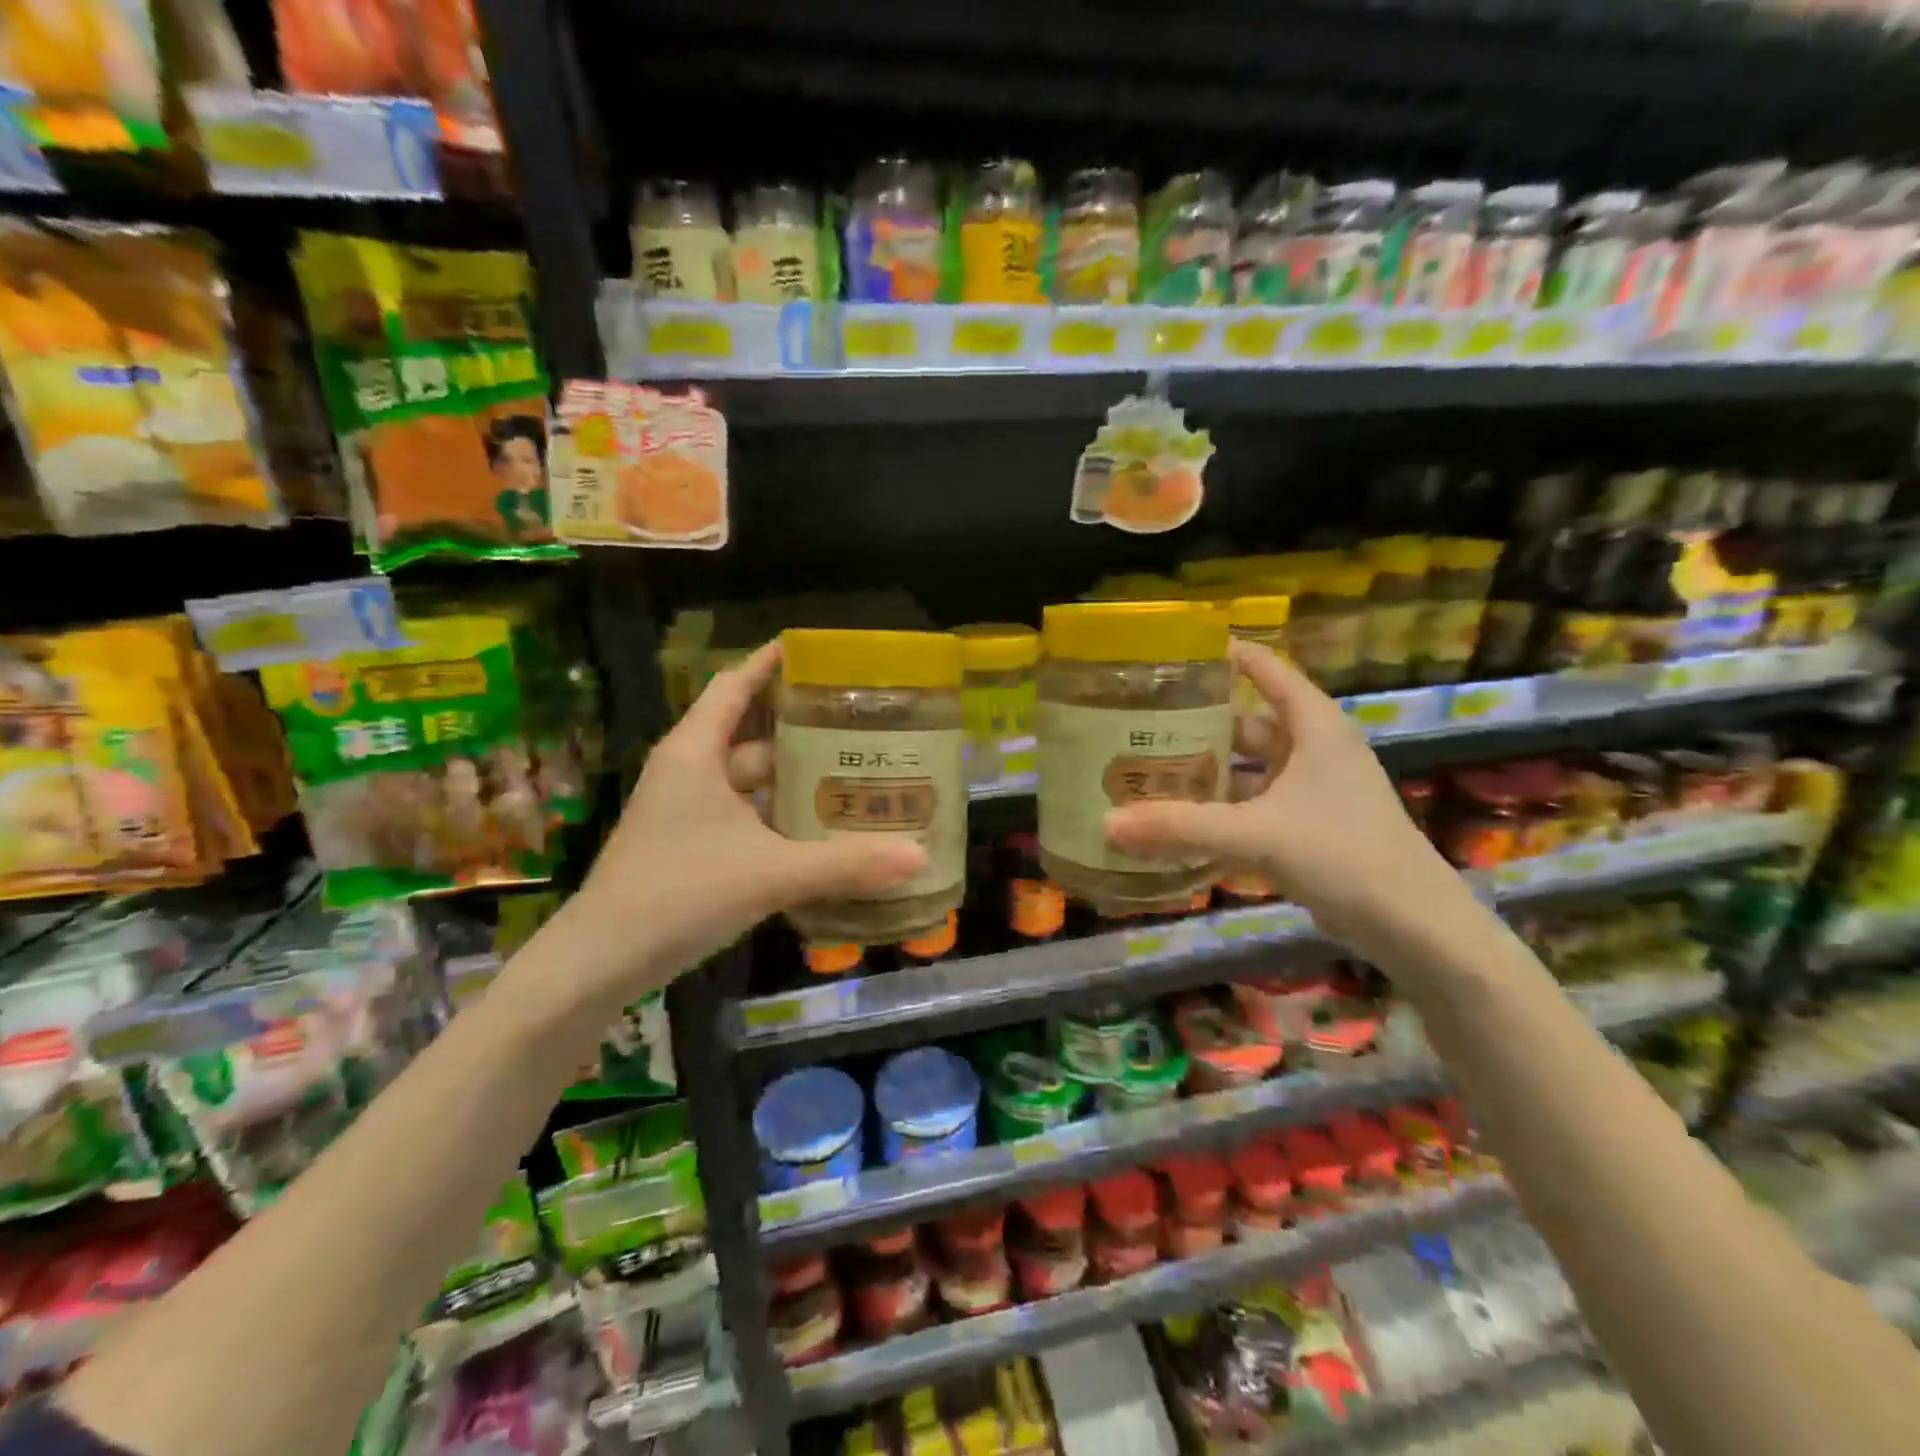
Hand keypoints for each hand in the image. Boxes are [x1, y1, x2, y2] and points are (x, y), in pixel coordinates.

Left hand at [570, 642, 924, 994]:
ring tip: (853, 776)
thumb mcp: (770, 873)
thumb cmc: (679, 894)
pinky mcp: (691, 846)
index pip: (734, 685)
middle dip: (803, 731)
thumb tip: (919, 856)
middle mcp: (690, 772)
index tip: (816, 651)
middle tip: (860, 727)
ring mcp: (687, 811)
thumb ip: (846, 864)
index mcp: (695, 753)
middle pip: (753, 735)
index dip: (770, 663)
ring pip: (751, 782)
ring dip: (794, 780)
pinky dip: (780, 818)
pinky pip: (745, 816)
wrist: (600, 961)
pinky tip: (819, 831)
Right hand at [1104, 640, 1463, 958]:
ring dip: (1207, 773)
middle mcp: (1313, 749)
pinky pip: (1254, 805)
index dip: (1223, 656)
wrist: (1413, 925)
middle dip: (1198, 724)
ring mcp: (1313, 790)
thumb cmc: (1342, 854)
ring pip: (1248, 769)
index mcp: (1313, 727)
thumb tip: (1106, 824)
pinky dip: (1221, 810)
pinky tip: (1183, 822)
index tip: (1171, 655)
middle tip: (1142, 724)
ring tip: (1151, 772)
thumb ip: (1179, 827)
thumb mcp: (1255, 834)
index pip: (1266, 669)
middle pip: (1246, 722)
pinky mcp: (1309, 827)